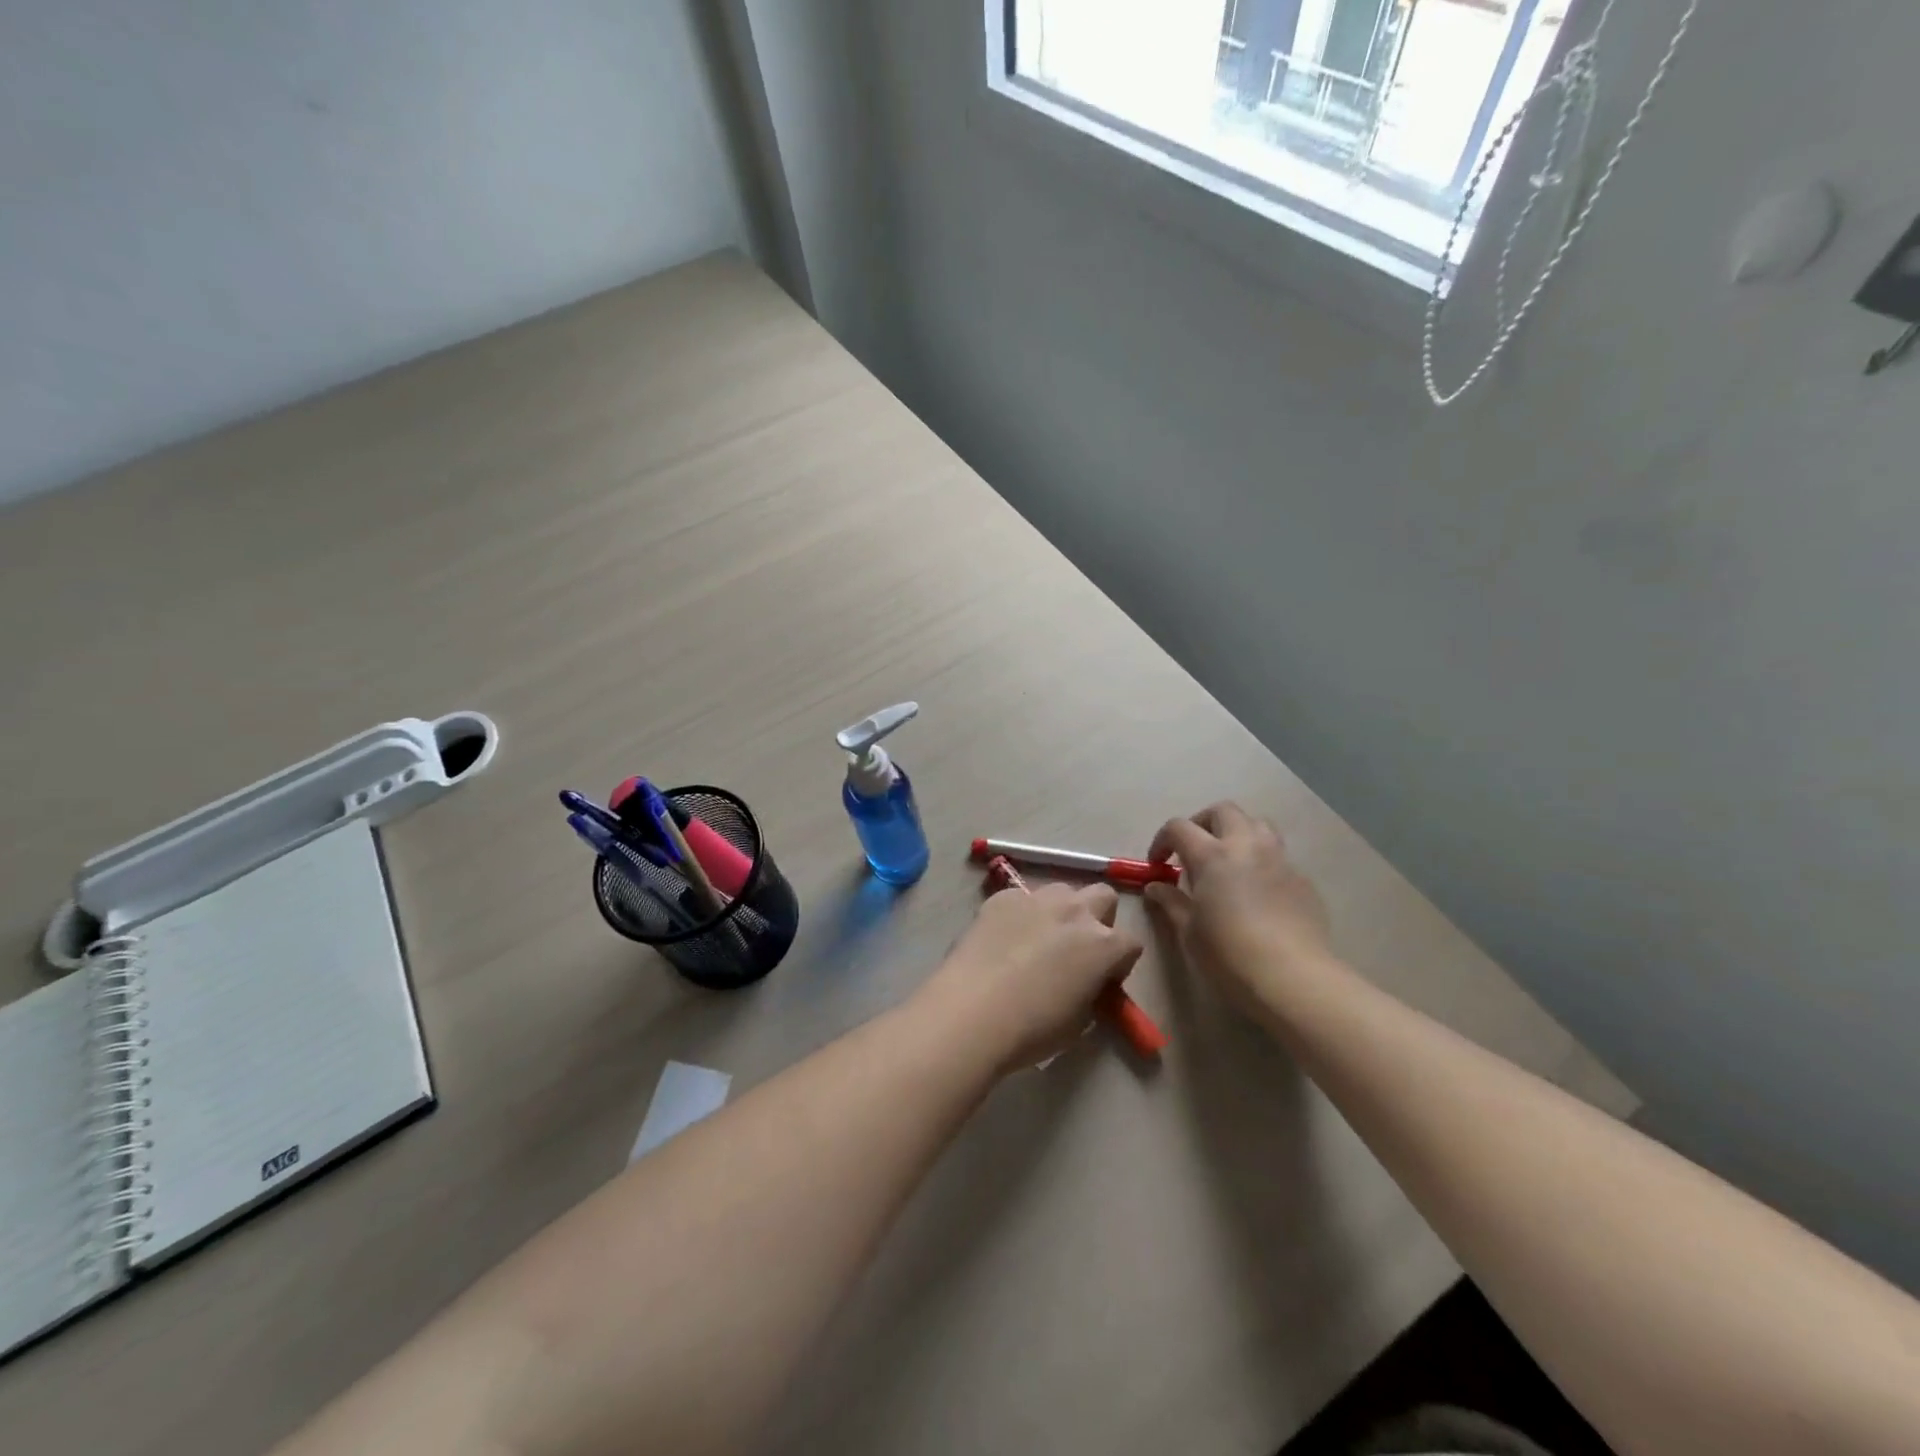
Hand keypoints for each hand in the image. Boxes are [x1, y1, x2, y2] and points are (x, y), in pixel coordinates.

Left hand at [919, 883, 1143, 1072]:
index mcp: (1104, 944)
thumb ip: (1091, 993)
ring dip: (1061, 911)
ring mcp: (1036, 898)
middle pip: (1103, 897)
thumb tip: (1085, 983)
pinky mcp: (1001, 897)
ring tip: (1039, 940)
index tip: (1103, 981)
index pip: (1131, 943)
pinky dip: (1021, 914)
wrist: (971, 1012)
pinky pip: (1021, 898)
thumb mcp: (1079, 1021)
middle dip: (1098, 918)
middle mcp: (1075, 911)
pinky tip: (1004, 939)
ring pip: (1062, 891)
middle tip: (1078, 949)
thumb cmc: (1032, 1028)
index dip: (1120, 963)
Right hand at [1145, 802, 1334, 1013]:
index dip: (1162, 841)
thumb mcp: (1189, 930)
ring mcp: (1278, 859)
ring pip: (1257, 823)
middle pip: (1222, 811)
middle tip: (1192, 851)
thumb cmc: (1229, 954)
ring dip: (1236, 832)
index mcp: (1212, 854)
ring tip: (1227, 860)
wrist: (1292, 977)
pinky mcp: (1302, 878)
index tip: (1158, 864)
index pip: (1179, 827)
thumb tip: (1156, 887)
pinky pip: (1277, 855)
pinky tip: (1256, 891)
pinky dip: (1260, 860)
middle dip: (1202, 823)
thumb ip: (1171, 902)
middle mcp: (1246, 845)